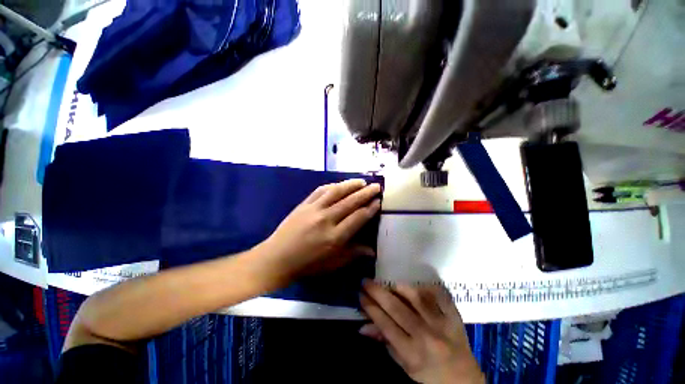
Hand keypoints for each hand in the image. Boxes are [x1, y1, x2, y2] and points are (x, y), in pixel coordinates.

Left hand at [259, 179, 380, 282]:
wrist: (277, 258)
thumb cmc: (308, 265)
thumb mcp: (333, 263)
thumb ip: (354, 253)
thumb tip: (373, 250)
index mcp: (335, 237)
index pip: (358, 217)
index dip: (370, 208)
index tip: (378, 202)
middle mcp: (326, 220)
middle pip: (350, 202)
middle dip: (366, 193)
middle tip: (376, 186)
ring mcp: (314, 209)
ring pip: (336, 192)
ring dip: (351, 185)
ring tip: (362, 181)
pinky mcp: (304, 204)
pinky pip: (320, 190)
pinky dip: (332, 186)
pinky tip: (339, 184)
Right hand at [360, 282, 483, 383]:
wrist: (464, 381)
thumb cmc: (429, 375)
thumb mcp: (404, 365)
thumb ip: (385, 342)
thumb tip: (363, 326)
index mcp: (412, 353)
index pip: (385, 324)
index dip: (370, 307)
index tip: (361, 295)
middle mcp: (426, 336)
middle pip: (396, 308)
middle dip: (377, 292)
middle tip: (366, 281)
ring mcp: (442, 323)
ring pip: (416, 297)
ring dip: (398, 286)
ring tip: (386, 281)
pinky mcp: (454, 315)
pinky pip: (437, 294)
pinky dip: (424, 286)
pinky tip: (413, 284)